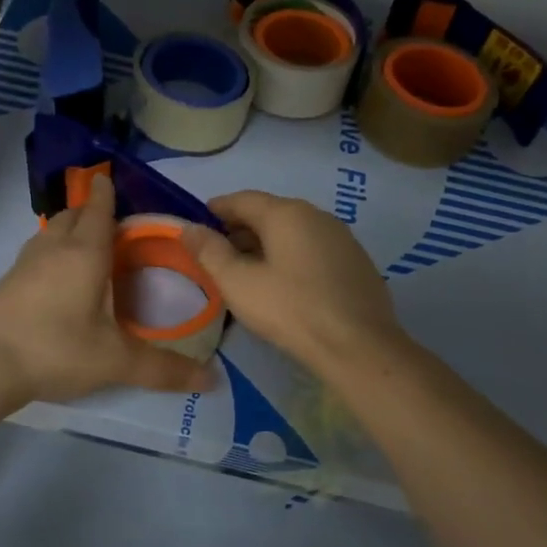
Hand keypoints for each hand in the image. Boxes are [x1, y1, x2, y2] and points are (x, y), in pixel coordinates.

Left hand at [0, 175, 215, 403]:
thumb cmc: (56, 349)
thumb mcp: (115, 361)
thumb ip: (163, 369)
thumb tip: (213, 380)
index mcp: (84, 253)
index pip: (98, 210)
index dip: (106, 193)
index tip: (109, 177)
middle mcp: (53, 248)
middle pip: (72, 215)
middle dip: (90, 210)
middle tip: (109, 219)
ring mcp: (24, 263)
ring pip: (49, 232)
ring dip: (68, 229)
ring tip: (85, 244)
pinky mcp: (5, 282)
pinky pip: (35, 253)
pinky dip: (50, 252)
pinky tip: (55, 278)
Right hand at [181, 191, 404, 375]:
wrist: (358, 347)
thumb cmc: (290, 310)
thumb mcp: (238, 283)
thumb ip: (209, 252)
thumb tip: (188, 228)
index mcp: (287, 213)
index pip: (243, 199)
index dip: (217, 209)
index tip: (199, 222)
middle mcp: (317, 216)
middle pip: (270, 213)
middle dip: (241, 228)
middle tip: (218, 251)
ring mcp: (342, 238)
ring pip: (294, 232)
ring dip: (267, 244)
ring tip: (247, 269)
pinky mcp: (357, 263)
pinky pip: (313, 249)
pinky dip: (291, 256)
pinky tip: (284, 283)